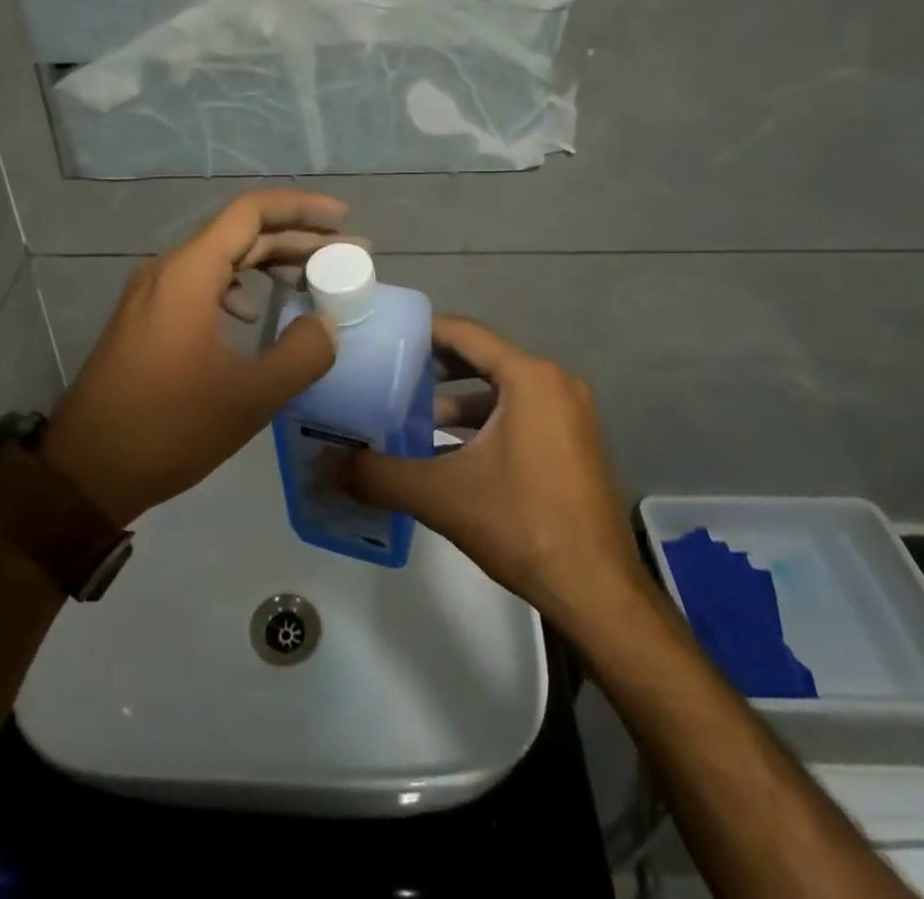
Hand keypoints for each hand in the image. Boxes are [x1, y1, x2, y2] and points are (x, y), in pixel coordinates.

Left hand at [40, 191, 346, 524]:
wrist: (85, 472)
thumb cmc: (168, 428)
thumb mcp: (249, 397)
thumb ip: (301, 354)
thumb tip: (326, 324)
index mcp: (189, 273)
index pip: (251, 212)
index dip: (301, 208)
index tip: (342, 219)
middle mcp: (167, 270)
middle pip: (239, 234)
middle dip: (294, 239)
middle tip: (344, 254)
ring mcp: (151, 294)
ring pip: (219, 259)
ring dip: (266, 264)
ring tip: (309, 281)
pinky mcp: (144, 319)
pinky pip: (199, 284)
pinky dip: (236, 288)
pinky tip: (253, 317)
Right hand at [344, 317, 650, 631]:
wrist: (597, 592)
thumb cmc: (522, 525)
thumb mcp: (441, 495)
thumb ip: (379, 475)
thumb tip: (326, 465)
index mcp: (530, 377)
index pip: (464, 334)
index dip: (421, 331)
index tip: (381, 337)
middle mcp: (555, 382)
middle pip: (482, 358)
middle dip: (433, 367)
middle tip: (385, 374)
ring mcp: (569, 413)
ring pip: (500, 389)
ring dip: (456, 401)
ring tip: (409, 418)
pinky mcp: (573, 441)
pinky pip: (520, 413)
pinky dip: (483, 423)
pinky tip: (447, 451)